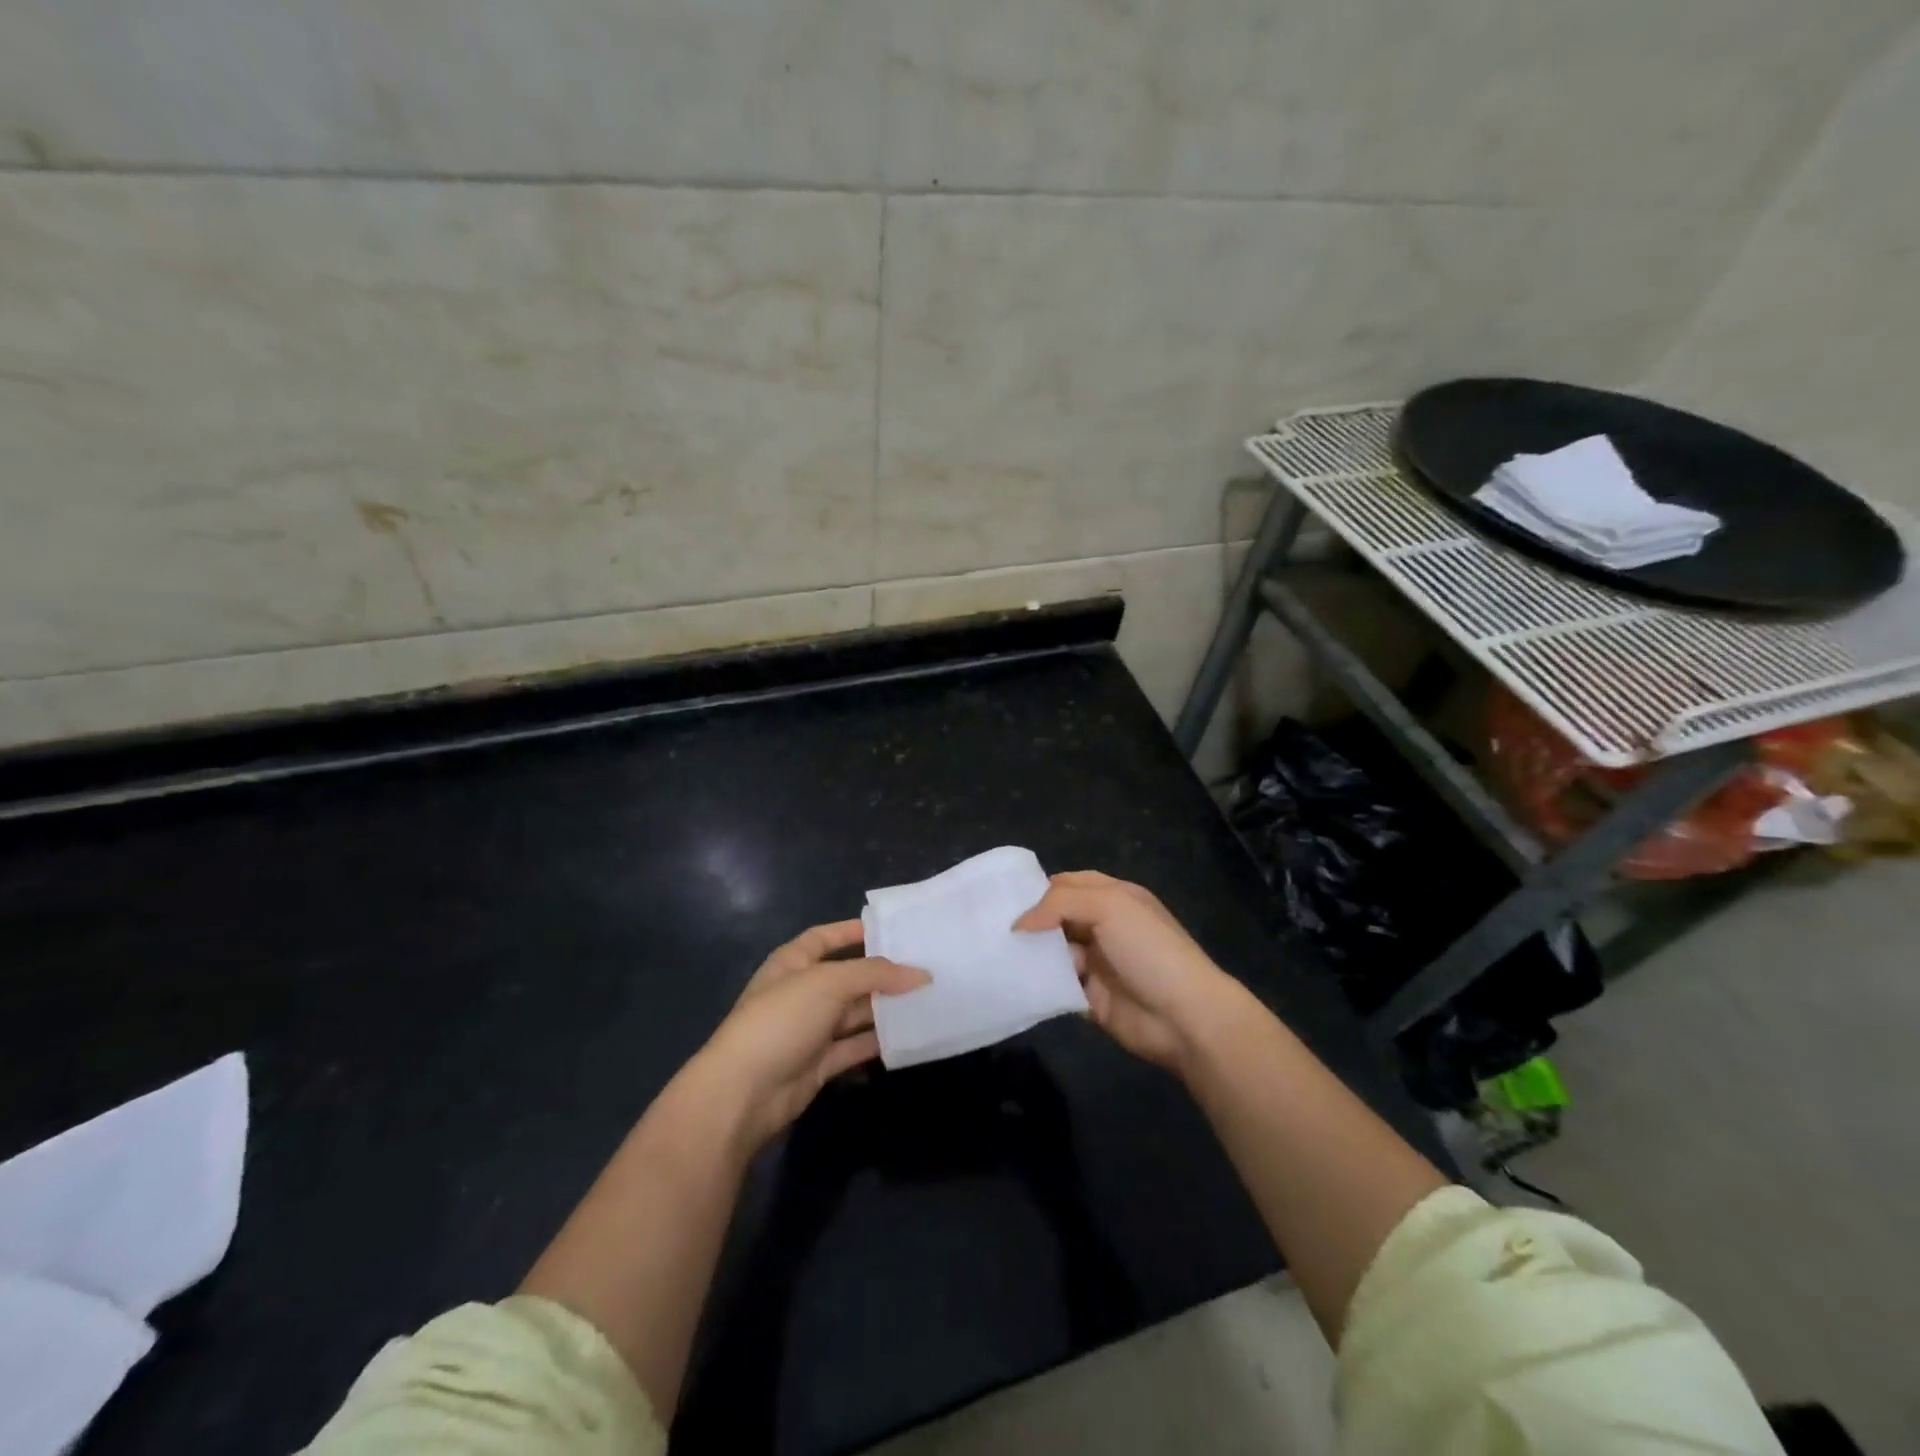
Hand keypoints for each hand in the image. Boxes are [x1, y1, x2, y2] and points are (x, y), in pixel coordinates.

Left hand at [687, 920, 928, 1153]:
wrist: (743, 1093)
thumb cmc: (781, 1020)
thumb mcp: (828, 983)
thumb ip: (875, 974)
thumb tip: (921, 974)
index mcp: (793, 962)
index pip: (825, 937)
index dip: (854, 931)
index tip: (892, 930)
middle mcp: (802, 992)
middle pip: (848, 976)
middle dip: (882, 973)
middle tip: (925, 967)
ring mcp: (811, 1030)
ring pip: (856, 1013)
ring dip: (886, 1008)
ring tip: (928, 998)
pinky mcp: (820, 1063)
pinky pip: (856, 1046)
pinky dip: (880, 1041)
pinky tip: (911, 1034)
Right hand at [1016, 871, 1241, 1073]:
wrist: (1183, 1016)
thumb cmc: (1148, 949)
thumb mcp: (1109, 907)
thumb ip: (1060, 903)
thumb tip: (1019, 924)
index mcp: (1114, 897)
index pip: (1068, 884)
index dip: (1039, 889)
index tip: (1003, 899)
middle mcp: (1104, 926)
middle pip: (1057, 917)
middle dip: (1030, 921)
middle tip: (990, 927)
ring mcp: (1097, 962)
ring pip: (1052, 951)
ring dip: (1030, 953)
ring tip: (994, 954)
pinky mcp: (1089, 997)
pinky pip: (1055, 984)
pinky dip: (1037, 982)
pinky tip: (1012, 980)